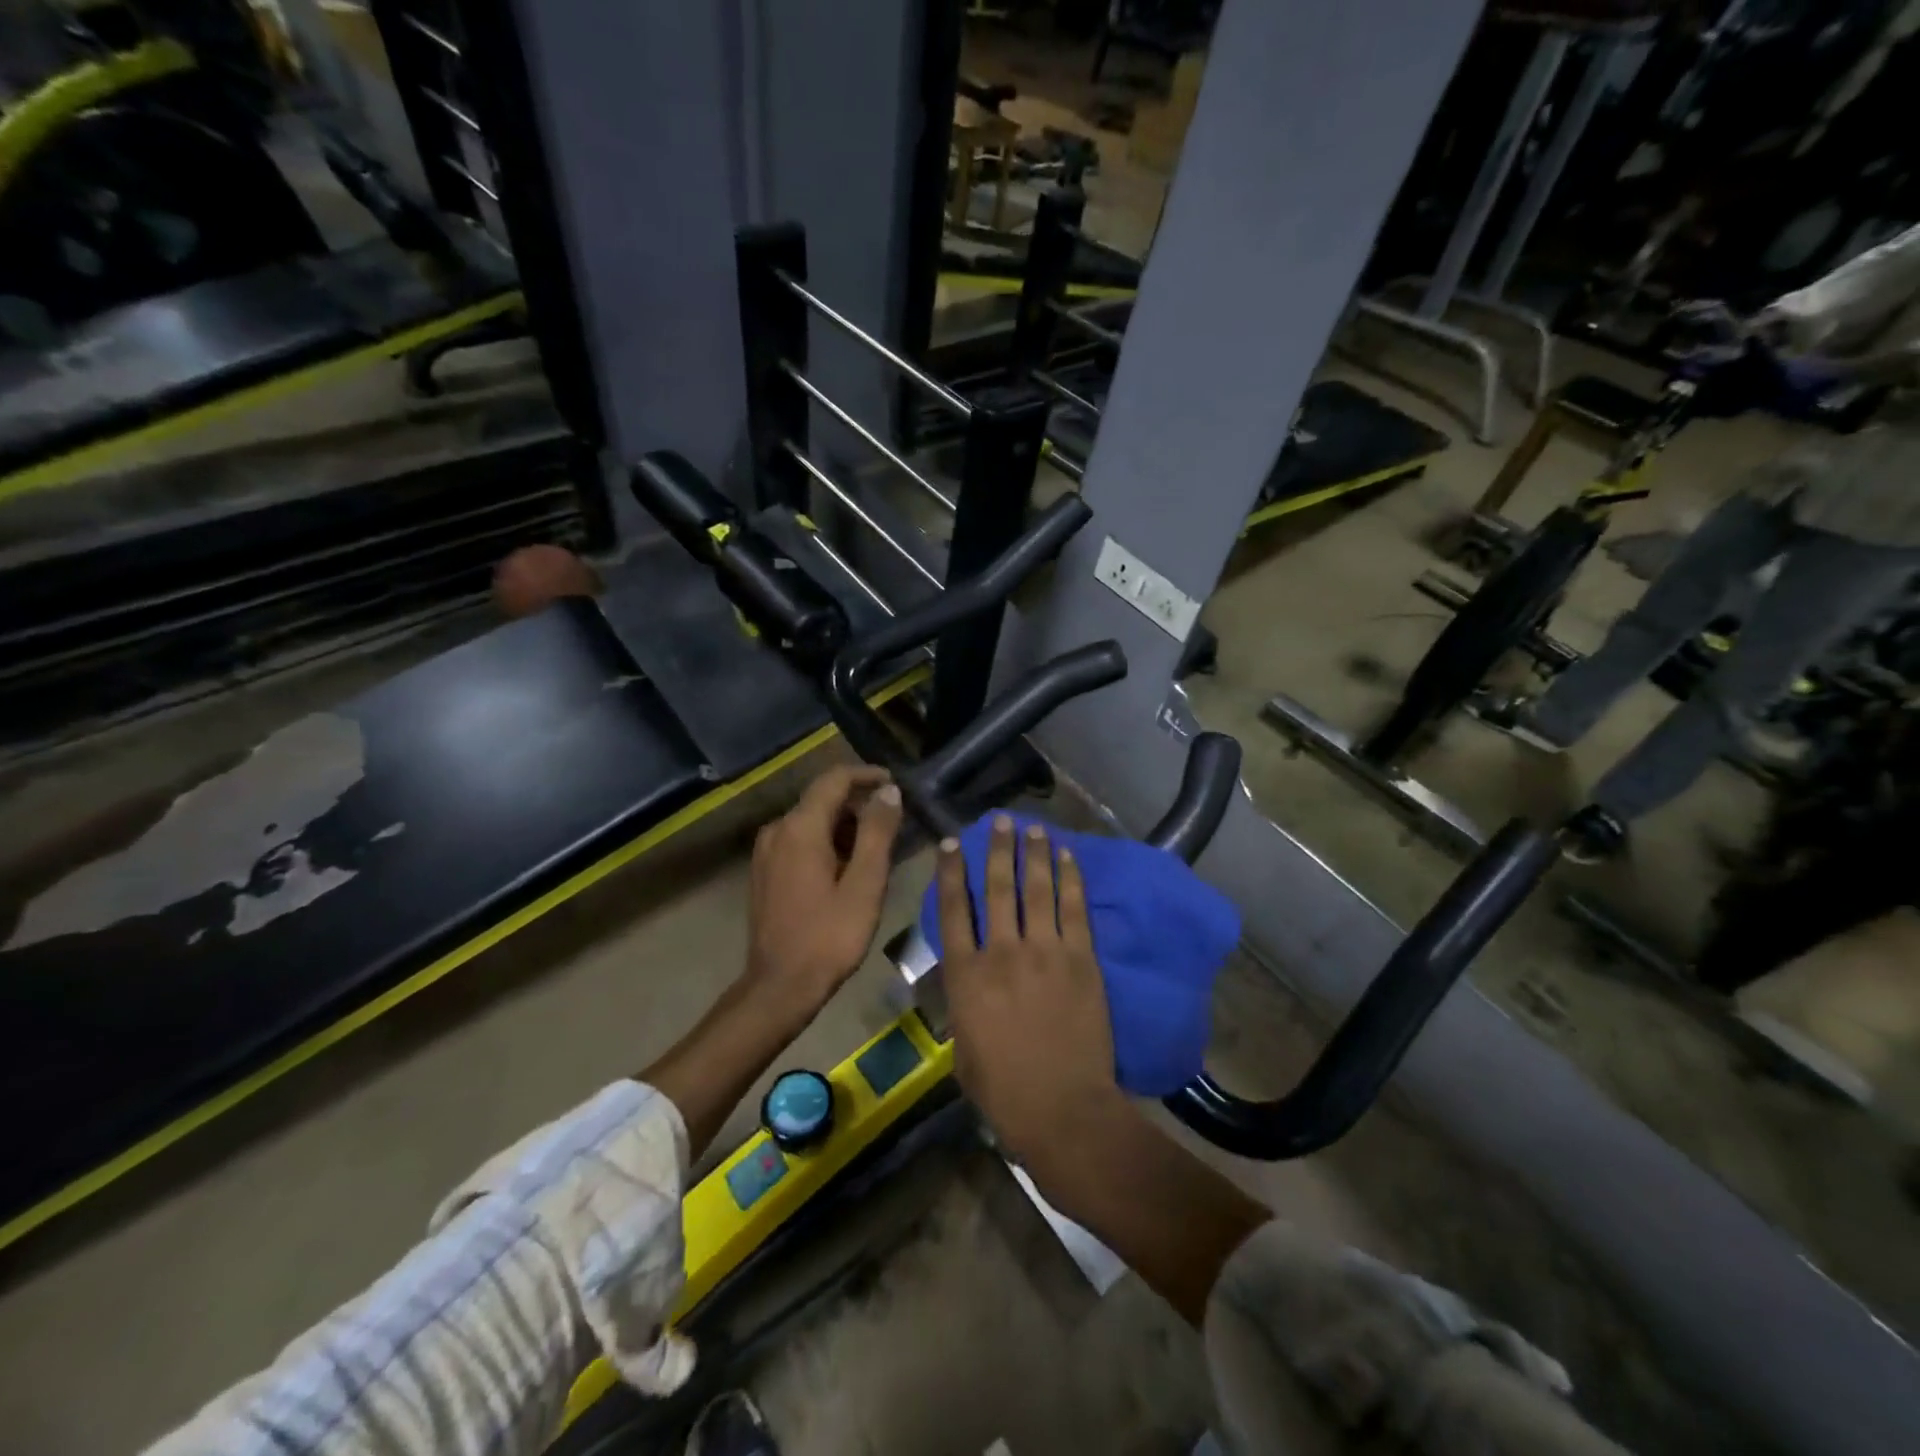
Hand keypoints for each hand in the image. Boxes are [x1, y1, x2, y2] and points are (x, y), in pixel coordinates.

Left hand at [744, 764, 902, 1016]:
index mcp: (800, 827)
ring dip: (844, 825)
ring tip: (877, 848)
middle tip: (894, 823)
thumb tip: (888, 791)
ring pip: (811, 820)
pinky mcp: (765, 871)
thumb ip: (877, 832)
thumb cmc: (829, 936)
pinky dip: (826, 842)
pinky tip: (848, 866)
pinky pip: (799, 840)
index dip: (867, 775)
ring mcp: (766, 851)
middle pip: (822, 798)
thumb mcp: (865, 883)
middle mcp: (777, 830)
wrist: (780, 986)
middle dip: (859, 804)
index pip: (834, 779)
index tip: (895, 783)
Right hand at [937, 815, 1120, 1167]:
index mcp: (965, 976)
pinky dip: (1071, 880)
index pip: (954, 911)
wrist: (1062, 1109)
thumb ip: (963, 1005)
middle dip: (997, 850)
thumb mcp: (962, 1048)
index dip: (952, 873)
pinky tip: (1068, 858)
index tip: (952, 844)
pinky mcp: (1080, 960)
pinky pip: (1074, 910)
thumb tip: (968, 981)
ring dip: (1034, 855)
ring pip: (1036, 890)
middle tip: (999, 820)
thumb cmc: (1003, 1089)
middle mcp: (1002, 953)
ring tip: (1033, 828)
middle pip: (997, 889)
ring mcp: (1044, 952)